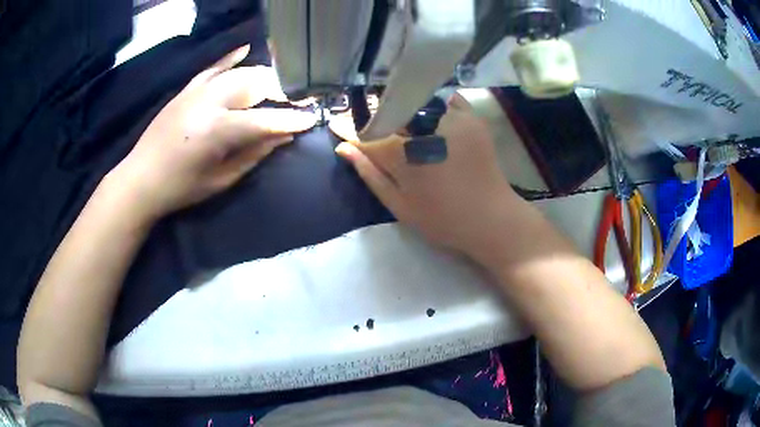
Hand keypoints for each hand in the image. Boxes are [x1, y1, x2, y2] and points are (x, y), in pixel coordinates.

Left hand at [105, 45, 316, 220]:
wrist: (140, 179)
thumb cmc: (181, 188)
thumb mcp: (221, 179)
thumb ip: (254, 154)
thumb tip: (283, 136)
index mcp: (218, 130)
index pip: (265, 119)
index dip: (291, 119)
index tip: (312, 118)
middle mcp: (209, 101)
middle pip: (255, 85)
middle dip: (281, 91)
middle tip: (295, 101)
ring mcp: (196, 91)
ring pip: (239, 73)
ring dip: (262, 77)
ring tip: (276, 86)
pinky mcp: (186, 89)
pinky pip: (213, 68)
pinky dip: (230, 59)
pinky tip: (246, 50)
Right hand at [336, 94, 519, 264]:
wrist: (492, 219)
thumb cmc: (443, 219)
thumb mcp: (400, 205)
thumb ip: (371, 174)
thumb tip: (344, 148)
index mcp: (404, 152)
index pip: (368, 133)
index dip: (351, 131)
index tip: (339, 127)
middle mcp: (424, 127)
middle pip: (391, 112)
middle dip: (380, 120)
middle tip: (380, 136)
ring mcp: (452, 118)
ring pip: (416, 102)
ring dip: (407, 112)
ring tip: (408, 130)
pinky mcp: (472, 118)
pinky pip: (446, 100)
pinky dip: (436, 106)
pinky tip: (435, 122)